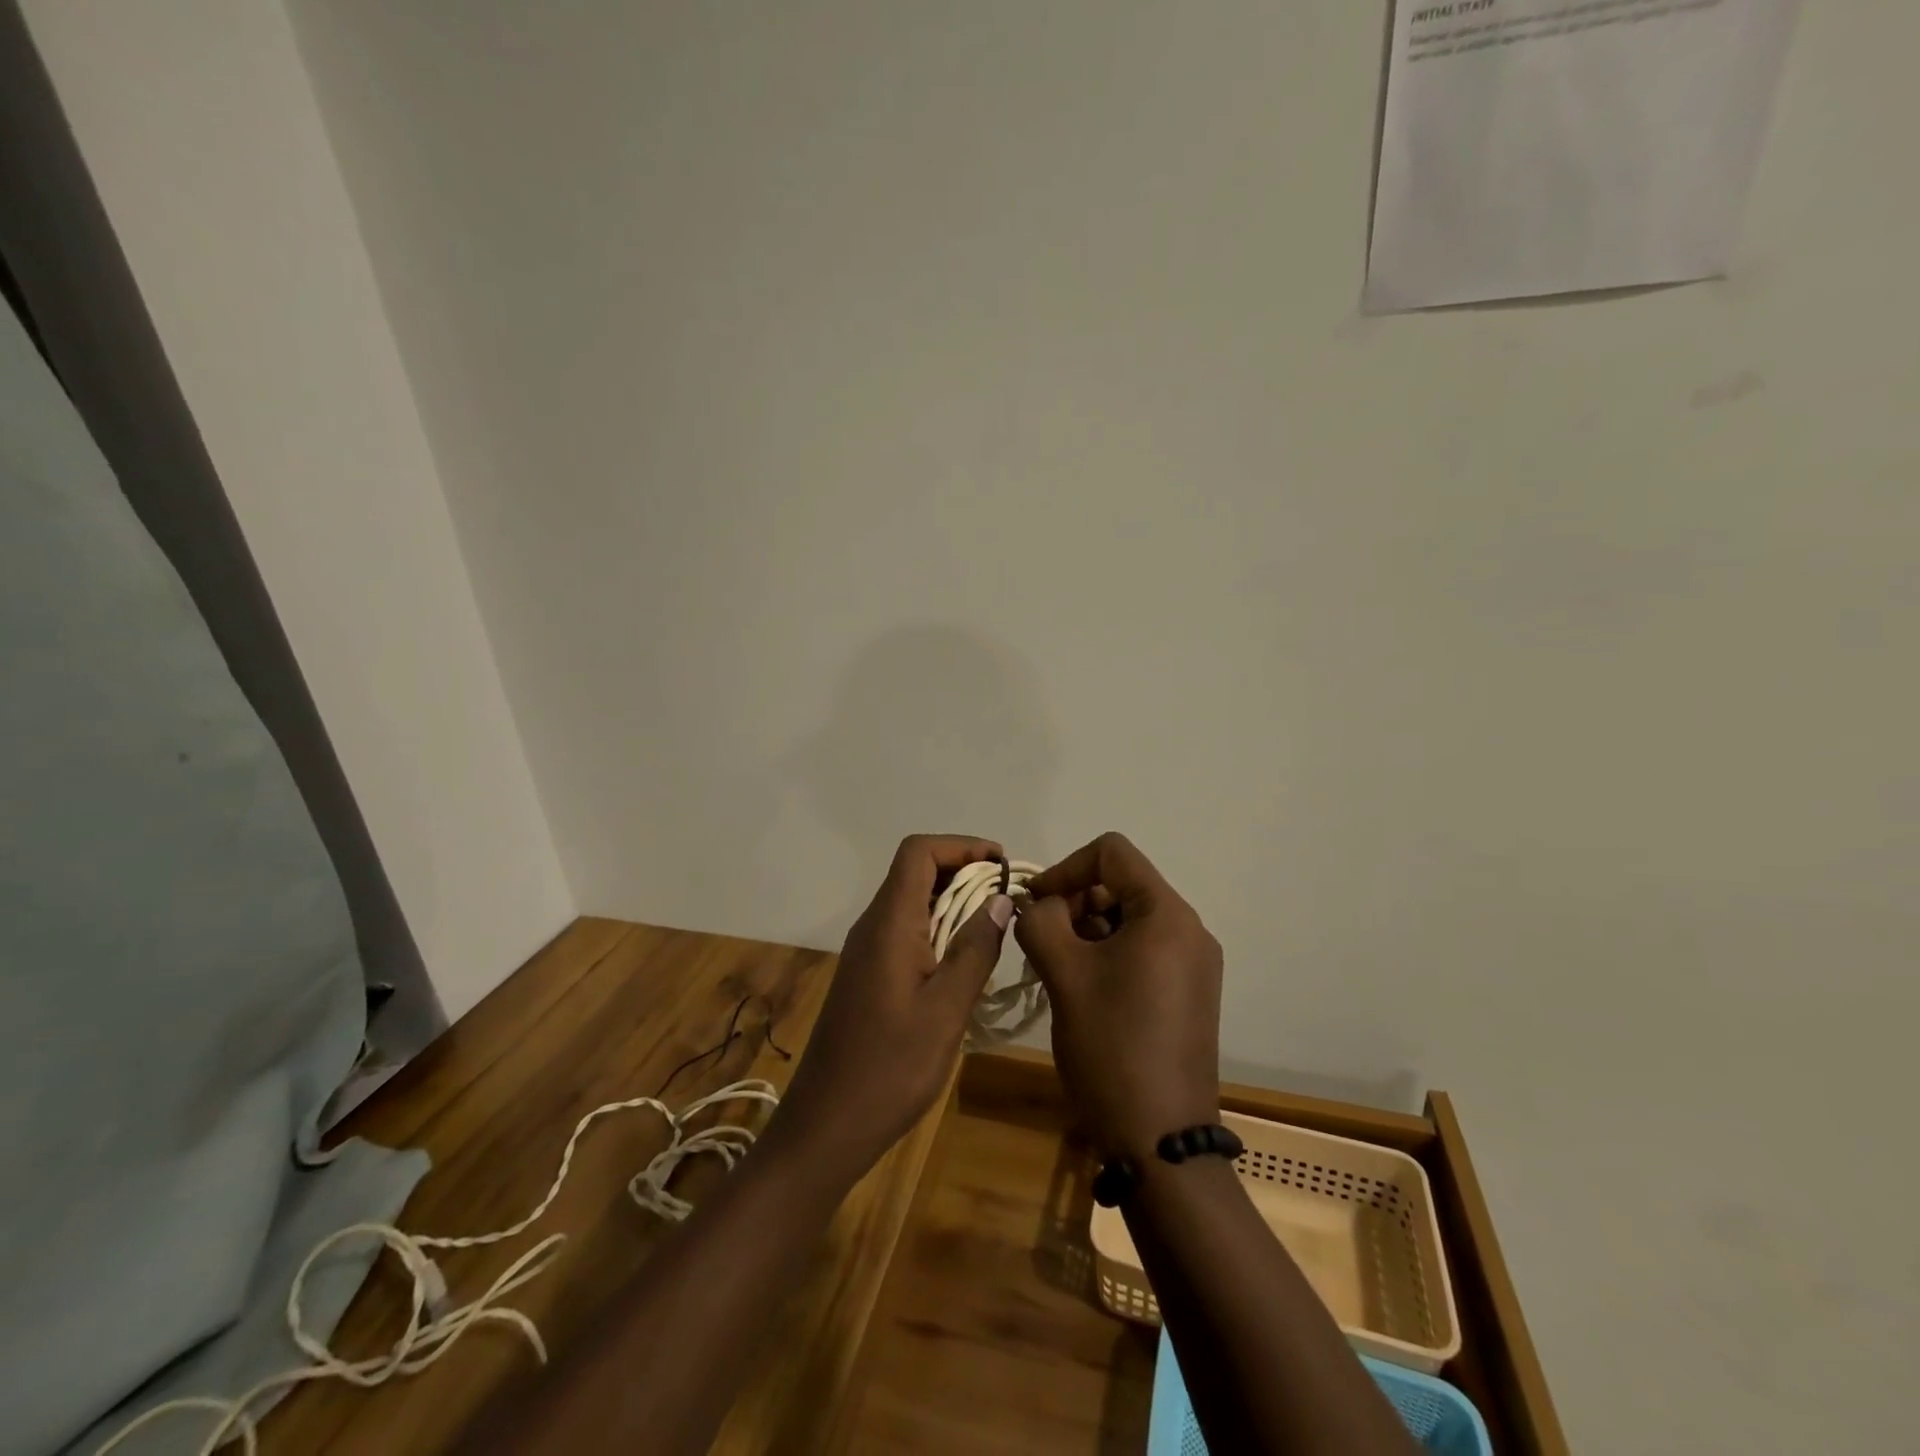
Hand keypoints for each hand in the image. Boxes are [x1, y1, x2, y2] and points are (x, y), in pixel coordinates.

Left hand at [771, 835, 1013, 1179]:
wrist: (827, 1125)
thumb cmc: (890, 1068)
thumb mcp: (946, 1010)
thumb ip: (975, 949)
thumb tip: (1000, 900)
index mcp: (889, 924)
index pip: (918, 852)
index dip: (961, 845)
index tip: (1001, 866)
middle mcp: (873, 927)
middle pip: (915, 872)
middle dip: (963, 872)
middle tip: (1007, 898)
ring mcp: (867, 952)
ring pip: (912, 902)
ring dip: (953, 902)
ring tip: (996, 925)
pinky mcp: (868, 976)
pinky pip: (906, 931)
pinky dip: (939, 929)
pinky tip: (965, 961)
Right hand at [1015, 832, 1223, 1161]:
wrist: (1160, 1142)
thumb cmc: (1111, 1046)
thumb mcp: (1064, 975)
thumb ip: (1040, 921)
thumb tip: (1035, 903)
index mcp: (1167, 915)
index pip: (1112, 853)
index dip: (1066, 868)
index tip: (1035, 904)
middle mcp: (1190, 930)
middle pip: (1122, 885)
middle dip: (1074, 903)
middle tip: (1043, 942)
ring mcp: (1194, 965)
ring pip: (1129, 920)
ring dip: (1087, 932)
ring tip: (1057, 970)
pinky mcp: (1189, 994)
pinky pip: (1143, 951)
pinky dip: (1107, 956)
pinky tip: (1082, 990)